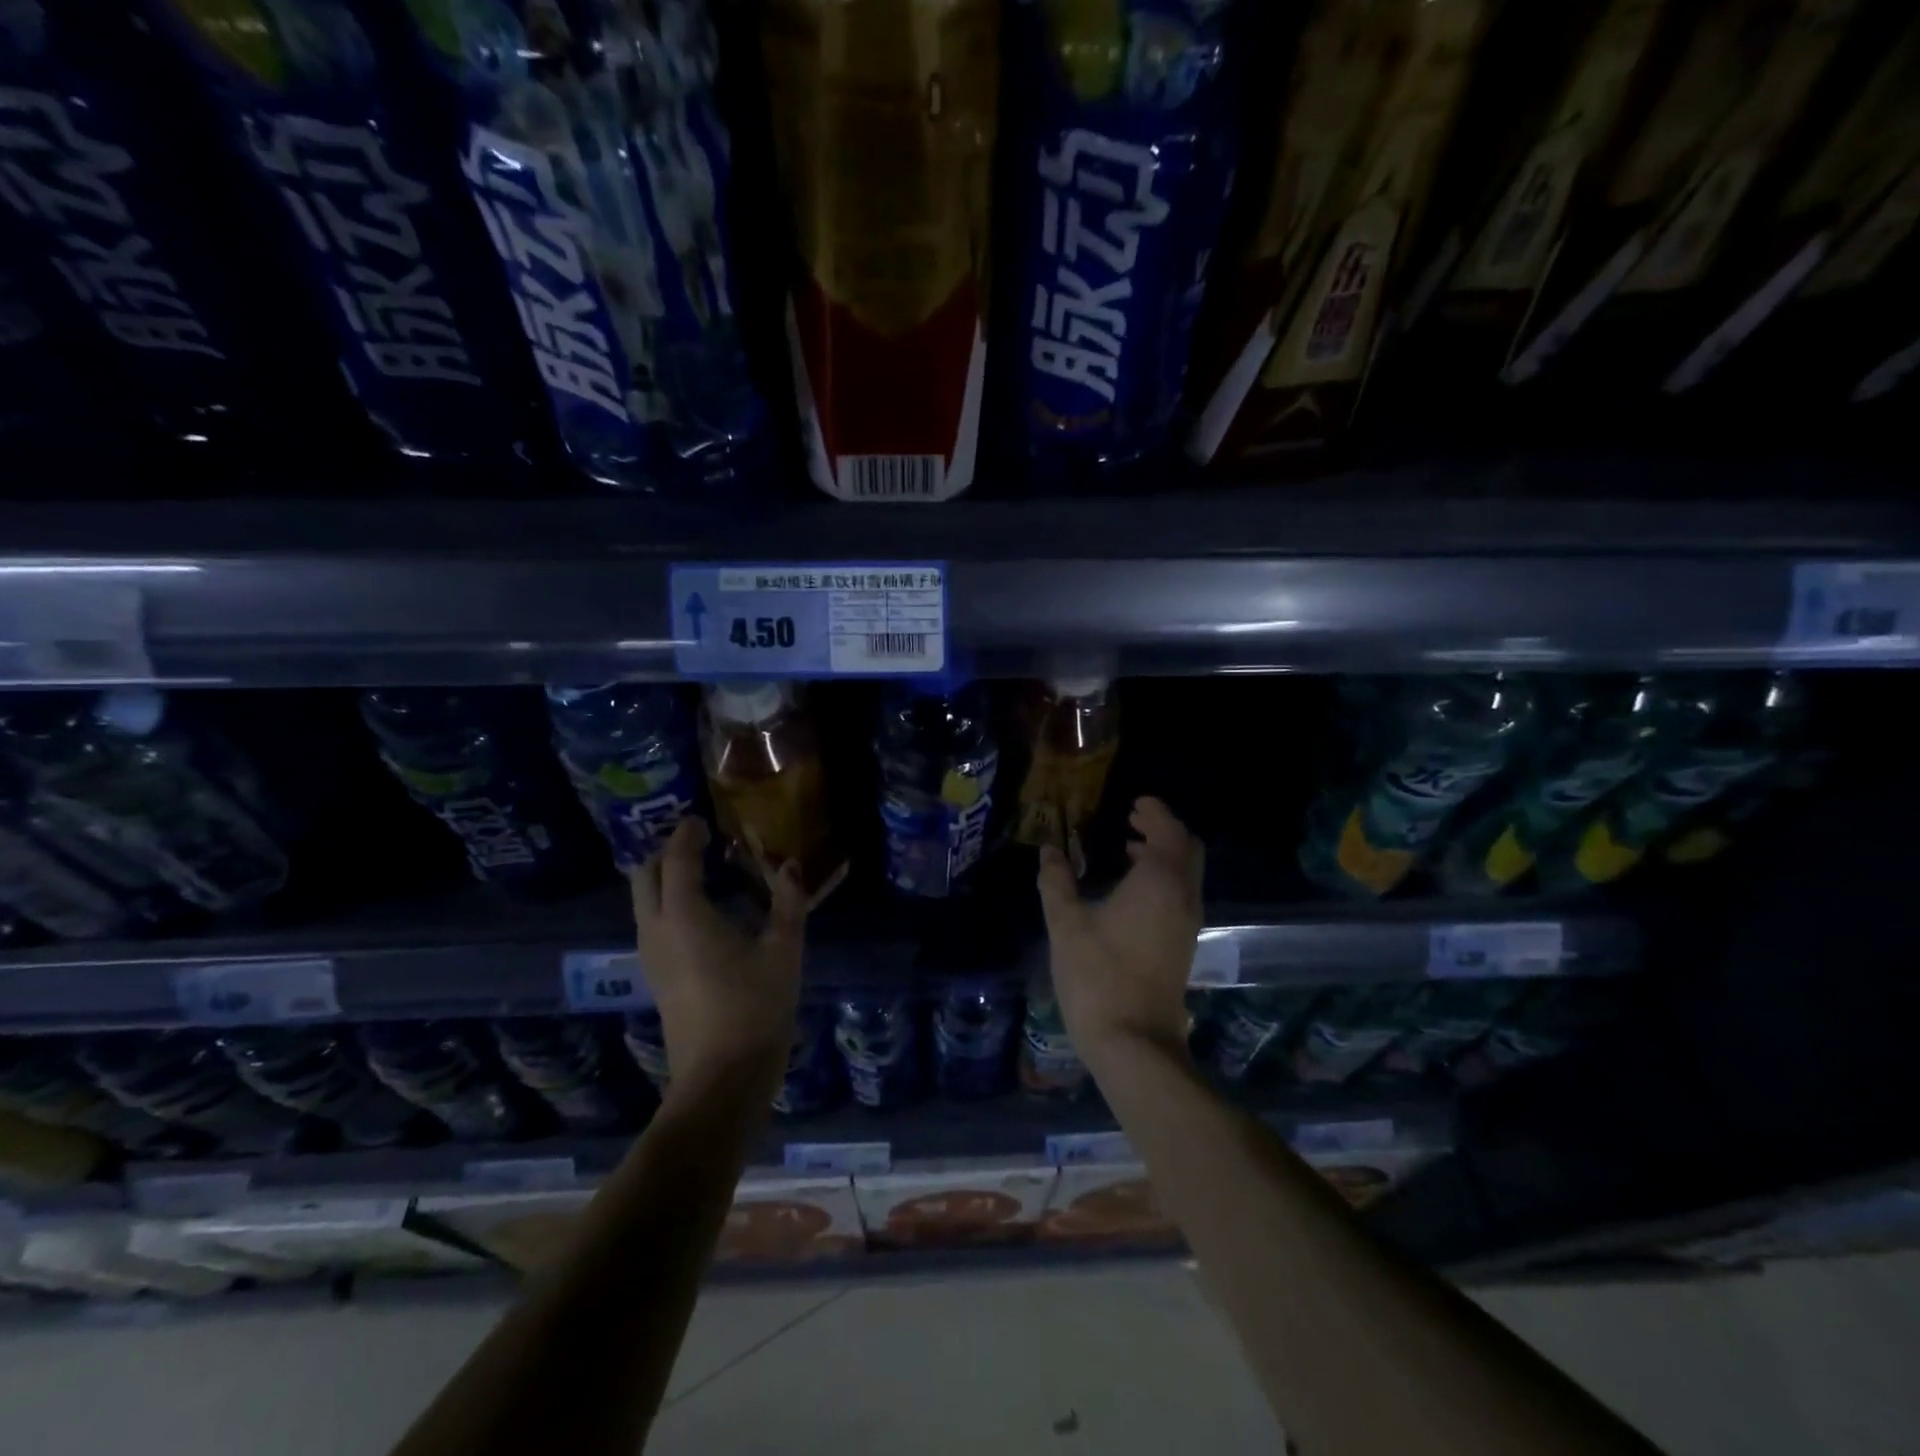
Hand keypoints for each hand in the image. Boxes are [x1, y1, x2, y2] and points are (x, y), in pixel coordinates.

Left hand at [628, 816, 840, 1095]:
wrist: (723, 1078)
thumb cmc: (756, 1006)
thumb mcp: (783, 949)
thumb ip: (788, 901)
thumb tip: (791, 866)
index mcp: (685, 915)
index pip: (676, 859)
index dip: (687, 835)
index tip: (701, 819)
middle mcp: (657, 930)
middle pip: (645, 877)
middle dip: (667, 853)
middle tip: (699, 843)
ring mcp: (650, 957)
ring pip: (644, 902)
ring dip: (665, 879)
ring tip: (703, 872)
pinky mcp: (656, 978)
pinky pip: (653, 924)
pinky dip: (668, 904)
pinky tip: (703, 912)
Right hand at [1037, 797, 1203, 1072]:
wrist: (1133, 1042)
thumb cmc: (1097, 975)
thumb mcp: (1066, 923)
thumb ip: (1057, 881)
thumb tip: (1049, 851)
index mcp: (1159, 882)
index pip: (1169, 831)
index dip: (1155, 812)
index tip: (1134, 802)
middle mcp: (1182, 897)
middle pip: (1187, 849)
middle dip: (1163, 829)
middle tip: (1132, 820)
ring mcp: (1187, 923)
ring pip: (1186, 874)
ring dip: (1164, 854)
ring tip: (1127, 849)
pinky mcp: (1183, 945)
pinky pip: (1181, 894)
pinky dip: (1164, 878)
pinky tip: (1131, 890)